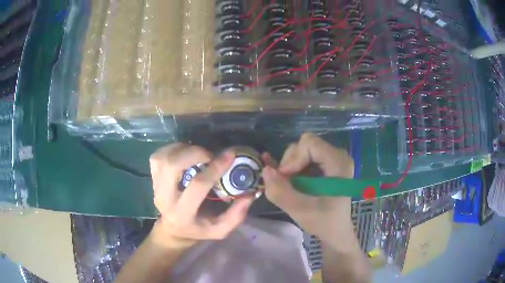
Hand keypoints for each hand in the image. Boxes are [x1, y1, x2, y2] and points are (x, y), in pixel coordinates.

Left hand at [149, 143, 254, 248]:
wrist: (173, 229)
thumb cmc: (198, 229)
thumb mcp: (220, 230)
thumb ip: (236, 215)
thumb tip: (250, 194)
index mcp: (183, 214)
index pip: (197, 185)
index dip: (215, 168)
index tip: (230, 155)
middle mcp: (165, 199)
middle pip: (172, 166)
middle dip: (194, 153)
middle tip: (209, 155)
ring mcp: (155, 187)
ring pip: (163, 158)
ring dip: (182, 149)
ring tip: (197, 154)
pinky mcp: (152, 178)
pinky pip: (157, 156)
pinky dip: (172, 149)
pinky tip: (184, 154)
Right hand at [262, 133, 356, 247]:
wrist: (335, 230)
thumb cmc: (324, 222)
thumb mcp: (300, 211)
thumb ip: (281, 192)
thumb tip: (265, 170)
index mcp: (339, 162)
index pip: (309, 143)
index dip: (292, 159)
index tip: (286, 179)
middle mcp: (337, 155)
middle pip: (304, 145)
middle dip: (289, 163)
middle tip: (286, 185)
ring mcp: (331, 158)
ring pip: (301, 150)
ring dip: (289, 167)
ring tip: (289, 186)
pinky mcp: (325, 164)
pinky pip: (303, 157)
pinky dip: (292, 167)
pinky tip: (286, 179)